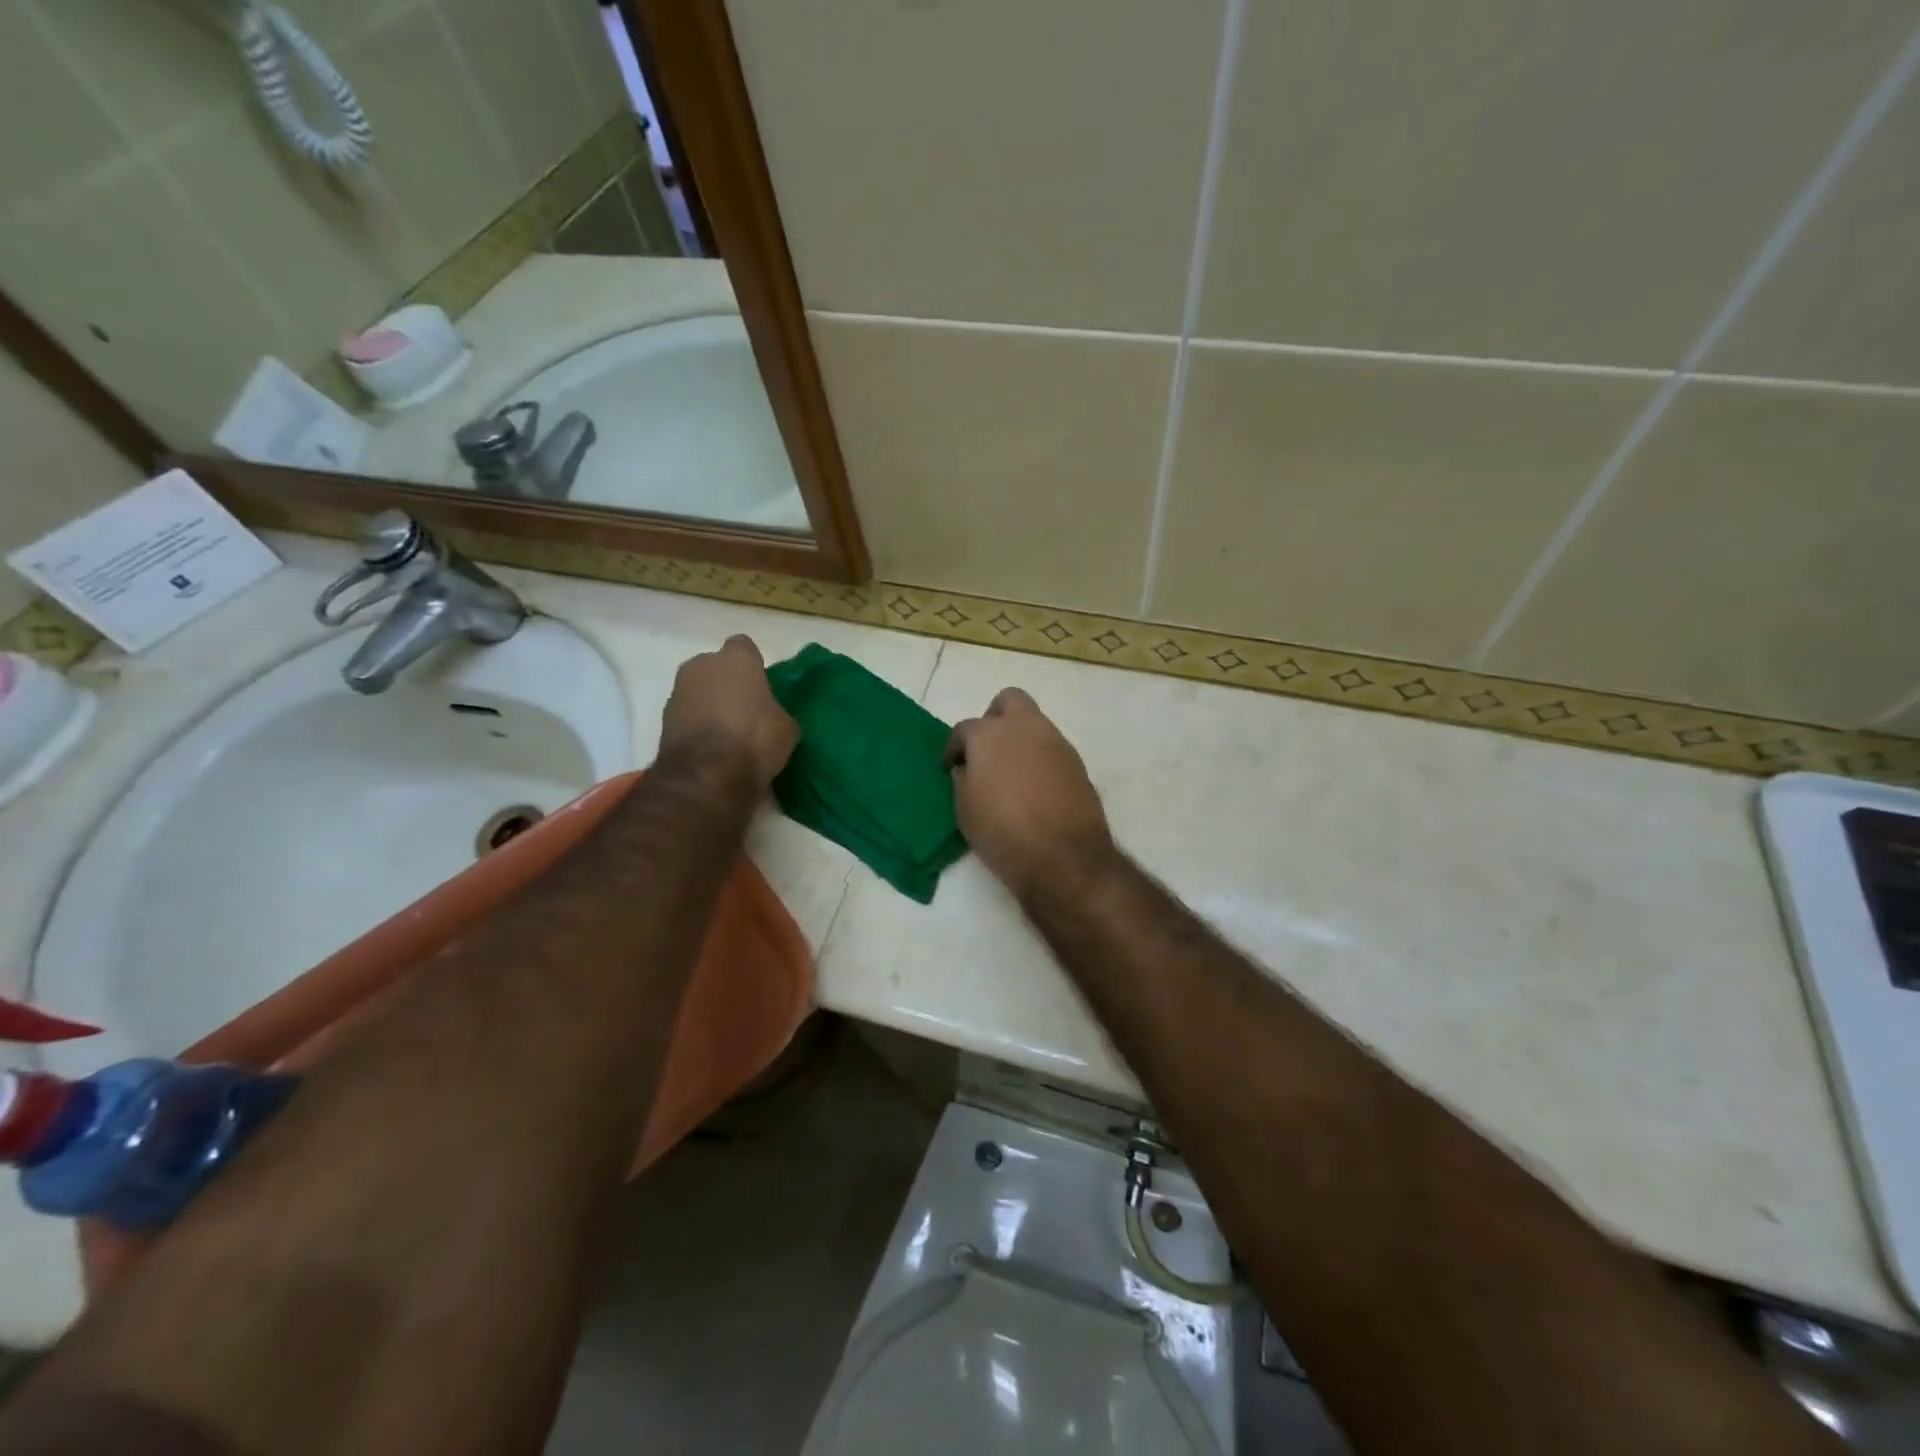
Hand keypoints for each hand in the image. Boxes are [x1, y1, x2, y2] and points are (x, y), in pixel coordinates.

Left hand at [659, 635, 797, 789]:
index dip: (754, 665)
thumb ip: (777, 712)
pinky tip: (712, 749)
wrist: (706, 776)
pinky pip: (687, 716)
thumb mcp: (787, 728)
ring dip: (709, 705)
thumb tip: (771, 717)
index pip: (745, 647)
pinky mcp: (663, 720)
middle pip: (716, 667)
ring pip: (698, 691)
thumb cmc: (754, 739)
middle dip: (727, 682)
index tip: (763, 686)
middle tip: (745, 709)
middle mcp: (701, 666)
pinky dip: (697, 726)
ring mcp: (678, 692)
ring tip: (728, 734)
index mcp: (736, 659)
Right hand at [946, 688, 1113, 899]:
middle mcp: (1024, 727)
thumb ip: (963, 780)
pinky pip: (1052, 749)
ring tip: (1011, 773)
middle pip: (1009, 701)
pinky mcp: (1077, 762)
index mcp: (989, 734)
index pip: (964, 729)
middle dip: (994, 718)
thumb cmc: (1002, 832)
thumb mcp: (965, 809)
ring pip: (1034, 724)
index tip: (951, 765)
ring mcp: (1055, 742)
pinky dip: (1040, 759)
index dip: (954, 747)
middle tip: (986, 749)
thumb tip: (968, 769)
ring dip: (1020, 739)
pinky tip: (1034, 787)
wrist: (1063, 856)